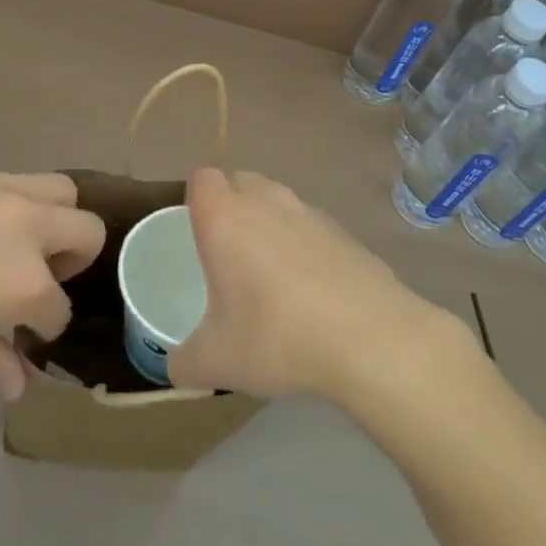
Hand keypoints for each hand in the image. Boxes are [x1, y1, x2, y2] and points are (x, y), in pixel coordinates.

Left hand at [0, 161, 104, 398]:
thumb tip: (20, 383)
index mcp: (24, 281)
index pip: (58, 308)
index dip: (43, 328)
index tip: (23, 334)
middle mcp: (26, 225)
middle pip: (87, 231)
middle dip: (75, 261)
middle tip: (37, 279)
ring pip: (60, 190)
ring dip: (54, 219)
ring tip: (16, 240)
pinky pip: (7, 180)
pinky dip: (7, 203)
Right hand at [168, 168, 443, 402]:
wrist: (370, 338)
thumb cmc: (277, 337)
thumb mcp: (216, 361)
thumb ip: (183, 362)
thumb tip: (175, 367)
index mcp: (225, 218)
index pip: (201, 178)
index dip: (195, 198)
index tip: (195, 232)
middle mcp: (266, 202)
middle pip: (240, 180)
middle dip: (230, 204)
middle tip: (227, 252)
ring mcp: (310, 213)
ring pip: (278, 200)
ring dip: (268, 222)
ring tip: (269, 273)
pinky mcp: (344, 231)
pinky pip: (311, 226)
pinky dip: (304, 244)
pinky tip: (311, 289)